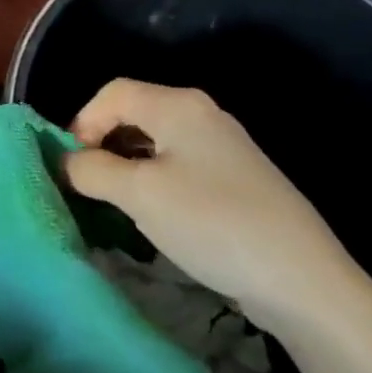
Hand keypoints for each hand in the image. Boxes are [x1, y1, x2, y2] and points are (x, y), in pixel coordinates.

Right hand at [63, 79, 370, 339]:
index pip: (112, 93)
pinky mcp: (236, 178)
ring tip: (113, 201)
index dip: (82, 122)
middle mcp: (202, 114)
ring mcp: (223, 146)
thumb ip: (93, 170)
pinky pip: (179, 164)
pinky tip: (154, 213)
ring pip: (156, 140)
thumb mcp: (140, 195)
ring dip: (126, 164)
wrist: (303, 279)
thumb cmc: (212, 224)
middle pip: (134, 112)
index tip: (70, 165)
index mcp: (179, 105)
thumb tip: (68, 162)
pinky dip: (154, 179)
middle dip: (102, 143)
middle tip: (86, 184)